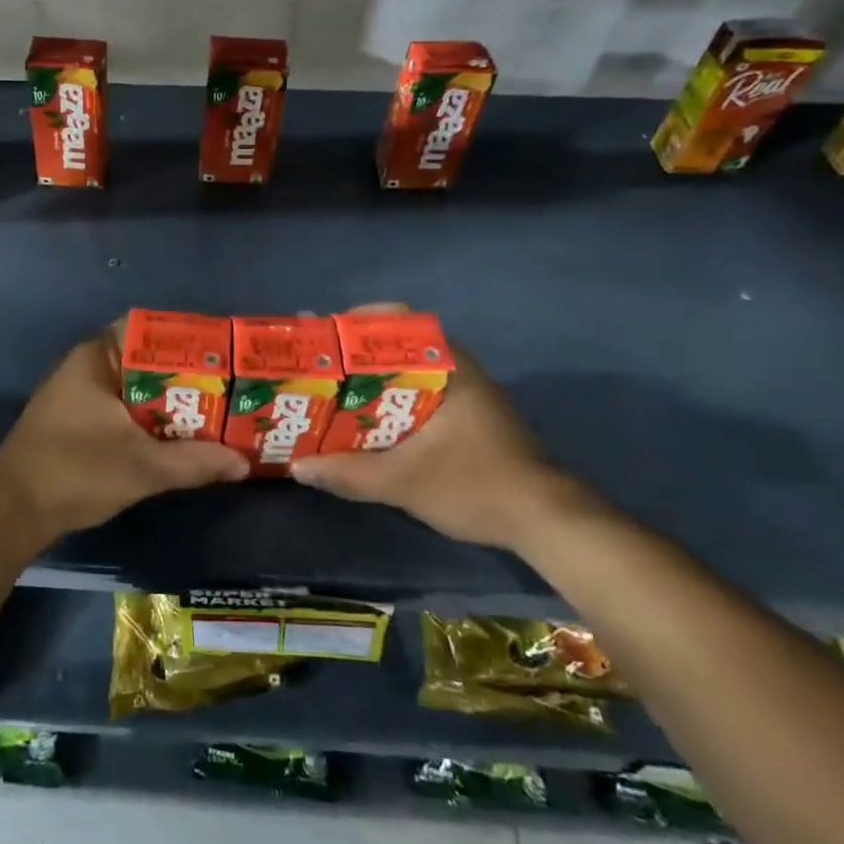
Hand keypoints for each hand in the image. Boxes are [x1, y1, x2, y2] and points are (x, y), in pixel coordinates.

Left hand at [0, 324, 248, 540]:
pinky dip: (149, 419)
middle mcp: (87, 366)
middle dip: (186, 376)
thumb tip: (242, 463)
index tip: (222, 356)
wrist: (11, 511)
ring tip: (214, 412)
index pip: (149, 330)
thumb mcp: (143, 467)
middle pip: (146, 360)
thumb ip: (195, 462)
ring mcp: (78, 395)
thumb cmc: (76, 471)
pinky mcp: (76, 422)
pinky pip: (122, 409)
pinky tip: (177, 437)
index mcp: (97, 357)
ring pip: (135, 388)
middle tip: (229, 388)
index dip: (188, 341)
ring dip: (169, 402)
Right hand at [289, 311, 594, 551]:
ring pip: (408, 371)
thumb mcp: (404, 483)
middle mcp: (458, 369)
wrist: (546, 522)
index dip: (357, 322)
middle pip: (398, 344)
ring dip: (372, 378)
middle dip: (356, 352)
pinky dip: (391, 399)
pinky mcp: (469, 417)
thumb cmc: (476, 486)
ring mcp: (467, 393)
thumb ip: (349, 473)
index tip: (324, 336)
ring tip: (333, 391)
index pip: (399, 321)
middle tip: (320, 365)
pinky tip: (367, 420)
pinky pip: (420, 393)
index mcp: (448, 367)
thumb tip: (298, 467)